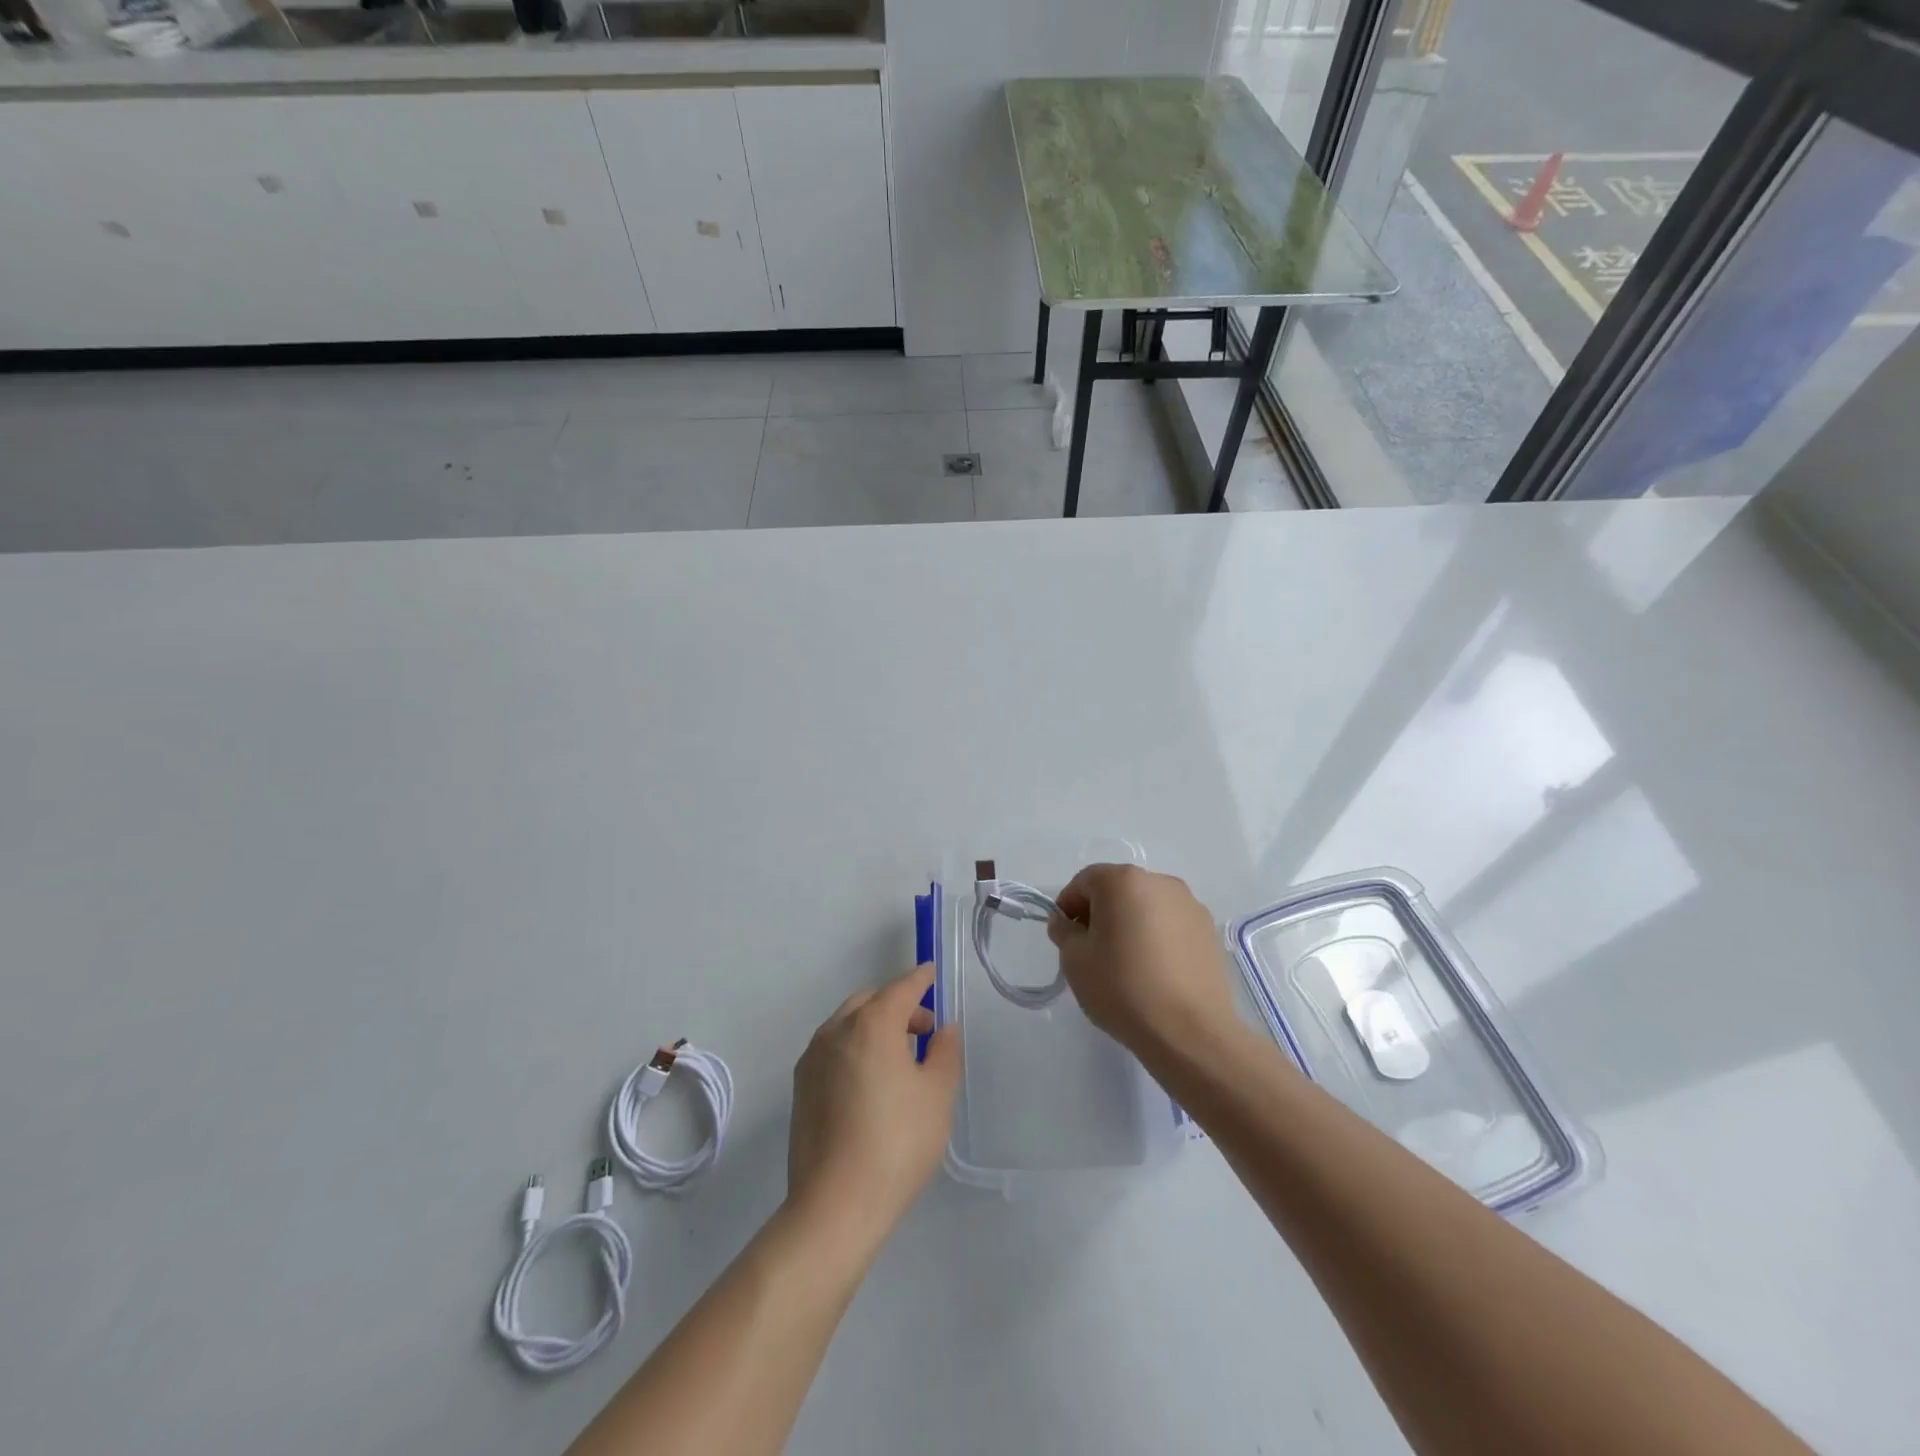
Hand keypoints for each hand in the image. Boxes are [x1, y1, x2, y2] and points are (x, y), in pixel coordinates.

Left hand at [787, 965, 960, 1239]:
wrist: (835, 1206)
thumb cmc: (896, 1143)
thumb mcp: (937, 1095)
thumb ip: (944, 1053)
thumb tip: (943, 1030)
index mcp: (871, 1024)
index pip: (901, 988)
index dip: (920, 980)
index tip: (931, 974)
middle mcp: (836, 1030)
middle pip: (871, 1001)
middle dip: (898, 1006)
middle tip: (924, 1032)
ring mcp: (812, 1058)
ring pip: (848, 1024)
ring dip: (874, 1026)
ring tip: (899, 1060)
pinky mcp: (800, 1087)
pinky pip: (832, 1049)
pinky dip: (854, 1048)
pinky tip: (870, 1082)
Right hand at [1047, 864, 1237, 1056]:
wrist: (1189, 1031)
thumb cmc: (1122, 987)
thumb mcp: (1075, 960)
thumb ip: (1064, 932)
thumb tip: (1066, 923)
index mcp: (1123, 881)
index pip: (1085, 882)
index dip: (1068, 906)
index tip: (1065, 936)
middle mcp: (1160, 882)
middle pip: (1118, 889)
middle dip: (1100, 913)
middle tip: (1092, 950)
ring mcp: (1190, 905)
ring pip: (1147, 906)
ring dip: (1131, 923)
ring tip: (1126, 963)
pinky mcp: (1209, 931)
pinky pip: (1171, 925)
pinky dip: (1157, 937)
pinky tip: (1154, 971)